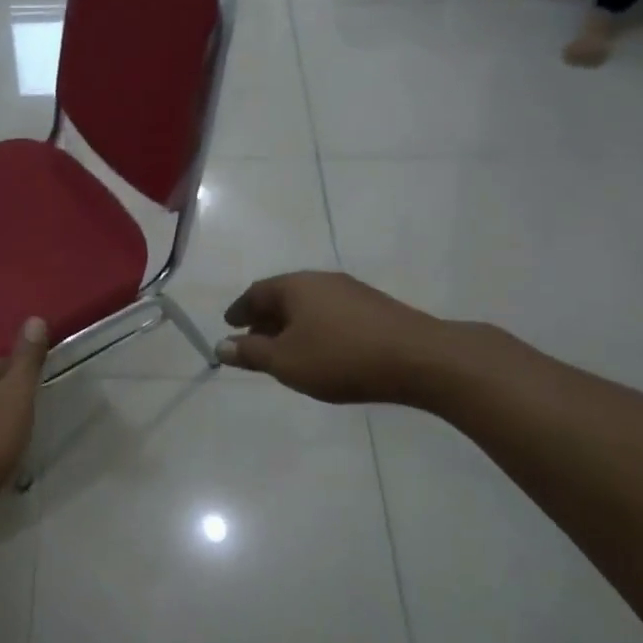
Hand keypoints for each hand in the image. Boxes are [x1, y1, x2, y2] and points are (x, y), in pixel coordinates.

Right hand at [216, 272, 453, 405]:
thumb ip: (251, 353)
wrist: (421, 359)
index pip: (256, 292)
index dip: (239, 310)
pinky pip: (332, 314)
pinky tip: (322, 351)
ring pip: (309, 305)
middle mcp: (322, 280)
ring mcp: (352, 292)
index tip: (229, 325)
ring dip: (291, 325)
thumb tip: (222, 345)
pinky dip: (316, 329)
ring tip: (286, 351)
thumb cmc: (341, 357)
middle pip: (283, 296)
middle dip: (265, 319)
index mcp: (295, 286)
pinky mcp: (376, 308)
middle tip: (253, 341)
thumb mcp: (286, 362)